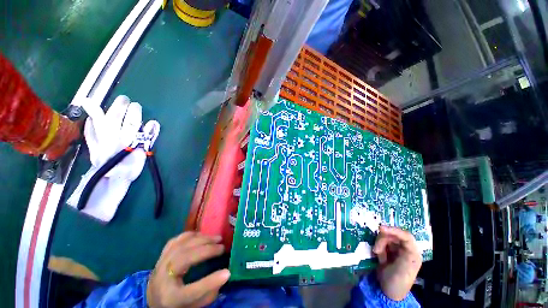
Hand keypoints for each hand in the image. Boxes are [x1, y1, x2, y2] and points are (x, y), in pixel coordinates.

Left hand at [147, 232, 230, 307]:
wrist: (152, 299)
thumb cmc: (176, 304)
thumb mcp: (192, 306)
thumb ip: (208, 295)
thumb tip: (224, 275)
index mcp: (170, 298)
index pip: (191, 291)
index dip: (210, 282)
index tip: (227, 272)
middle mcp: (162, 279)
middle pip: (184, 259)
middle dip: (206, 250)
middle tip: (222, 247)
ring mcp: (160, 264)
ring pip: (181, 245)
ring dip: (202, 239)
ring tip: (217, 238)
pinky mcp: (162, 254)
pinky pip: (176, 240)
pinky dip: (191, 235)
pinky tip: (202, 235)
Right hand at [373, 226, 421, 300]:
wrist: (387, 291)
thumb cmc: (399, 280)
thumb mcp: (405, 265)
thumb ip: (404, 249)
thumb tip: (395, 237)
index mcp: (413, 252)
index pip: (406, 236)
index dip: (394, 230)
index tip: (381, 228)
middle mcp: (405, 249)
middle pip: (393, 235)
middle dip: (382, 240)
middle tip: (376, 250)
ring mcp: (395, 250)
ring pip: (384, 238)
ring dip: (379, 244)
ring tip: (377, 255)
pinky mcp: (387, 251)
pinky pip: (380, 243)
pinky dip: (377, 248)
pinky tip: (378, 256)